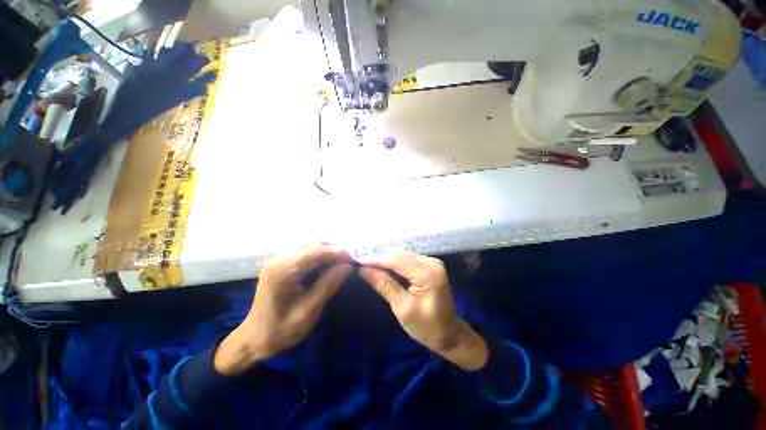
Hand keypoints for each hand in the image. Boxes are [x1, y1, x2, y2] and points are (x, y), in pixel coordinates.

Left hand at [215, 242, 353, 374]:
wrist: (253, 339)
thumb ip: (328, 285)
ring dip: (327, 251)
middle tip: (347, 263)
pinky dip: (319, 254)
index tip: (353, 261)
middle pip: (313, 243)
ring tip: (339, 264)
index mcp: (282, 272)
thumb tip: (348, 266)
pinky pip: (305, 250)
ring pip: (310, 244)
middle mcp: (279, 259)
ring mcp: (278, 259)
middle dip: (333, 250)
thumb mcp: (308, 312)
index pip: (315, 251)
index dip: (337, 253)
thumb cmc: (280, 330)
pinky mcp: (280, 262)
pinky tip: (326, 265)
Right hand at [359, 251, 487, 369]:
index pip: (395, 260)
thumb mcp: (403, 308)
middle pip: (398, 254)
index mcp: (428, 273)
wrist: (450, 334)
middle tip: (360, 265)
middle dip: (379, 259)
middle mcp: (431, 261)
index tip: (356, 261)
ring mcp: (431, 261)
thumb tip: (363, 270)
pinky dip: (393, 263)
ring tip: (368, 266)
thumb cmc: (427, 327)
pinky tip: (383, 268)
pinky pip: (407, 259)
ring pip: (401, 255)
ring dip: (385, 260)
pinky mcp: (429, 265)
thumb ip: (384, 285)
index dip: (375, 260)